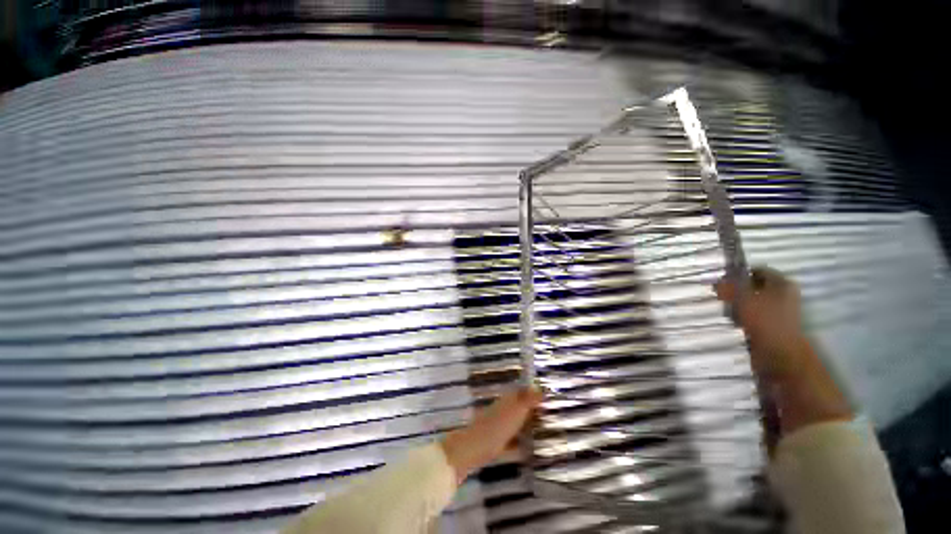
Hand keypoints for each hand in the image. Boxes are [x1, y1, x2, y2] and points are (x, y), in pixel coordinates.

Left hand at [440, 387, 543, 483]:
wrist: (475, 447)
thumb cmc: (498, 425)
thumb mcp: (517, 409)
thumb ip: (528, 398)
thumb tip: (539, 386)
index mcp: (508, 399)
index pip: (522, 391)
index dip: (533, 392)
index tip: (548, 396)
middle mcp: (504, 409)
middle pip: (520, 407)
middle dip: (533, 409)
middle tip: (550, 414)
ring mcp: (500, 425)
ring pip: (517, 422)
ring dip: (528, 425)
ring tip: (545, 431)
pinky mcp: (498, 442)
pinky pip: (513, 440)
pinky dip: (522, 442)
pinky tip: (533, 449)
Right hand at [714, 266, 807, 381]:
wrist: (779, 353)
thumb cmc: (763, 320)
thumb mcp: (743, 298)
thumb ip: (730, 287)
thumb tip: (717, 281)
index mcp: (781, 283)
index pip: (757, 270)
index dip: (739, 274)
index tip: (722, 282)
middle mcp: (784, 294)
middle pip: (755, 286)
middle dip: (736, 291)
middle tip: (722, 297)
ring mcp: (780, 311)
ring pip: (753, 301)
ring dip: (739, 304)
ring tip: (728, 311)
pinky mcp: (774, 325)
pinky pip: (755, 315)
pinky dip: (744, 316)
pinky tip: (735, 321)